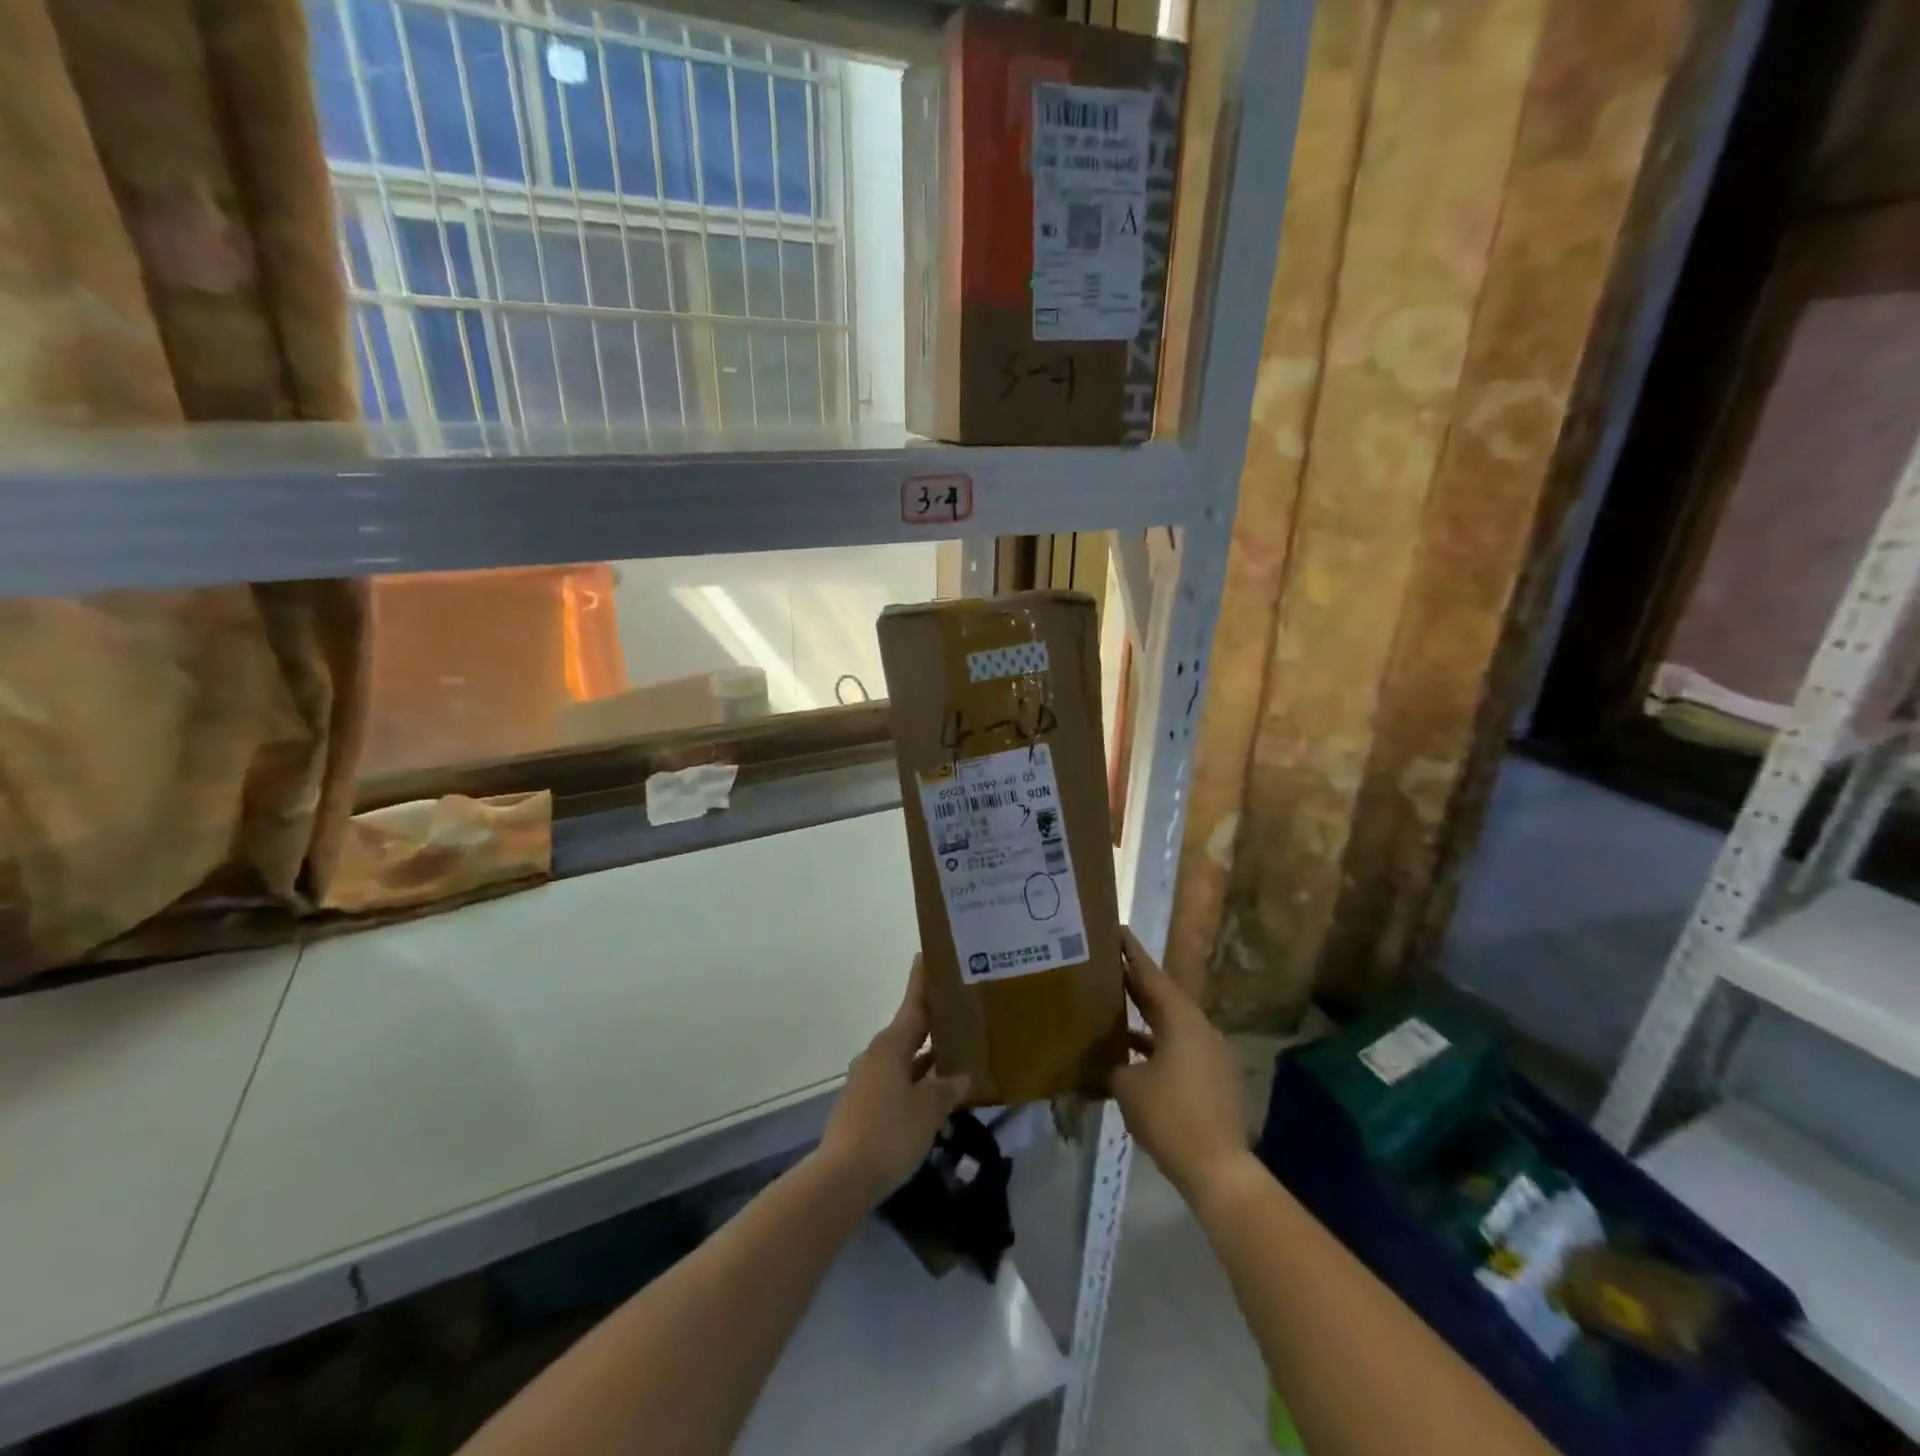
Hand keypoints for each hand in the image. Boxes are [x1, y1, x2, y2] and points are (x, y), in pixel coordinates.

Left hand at [818, 955, 970, 1205]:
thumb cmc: (889, 1132)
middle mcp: (877, 1056)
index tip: (928, 954)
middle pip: (910, 1032)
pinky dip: (917, 1084)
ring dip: (929, 1060)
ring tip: (959, 1057)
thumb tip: (960, 1076)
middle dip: (934, 1024)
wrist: (842, 1179)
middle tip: (963, 1012)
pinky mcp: (864, 1107)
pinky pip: (898, 1084)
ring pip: (906, 1061)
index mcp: (891, 1045)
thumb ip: (947, 1088)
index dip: (922, 980)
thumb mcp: (928, 1110)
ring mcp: (868, 1082)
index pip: (913, 1004)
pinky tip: (938, 1098)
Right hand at [1110, 926, 1252, 1202]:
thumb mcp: (1127, 1087)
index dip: (1130, 952)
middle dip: (1133, 983)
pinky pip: (1179, 1049)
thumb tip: (1100, 1061)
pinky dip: (1155, 1046)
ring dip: (1143, 1019)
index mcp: (1180, 1018)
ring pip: (1170, 1025)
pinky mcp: (1213, 1079)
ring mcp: (1210, 1054)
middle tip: (1105, 966)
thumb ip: (1110, 1065)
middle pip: (1162, 997)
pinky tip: (1131, 1058)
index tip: (1115, 930)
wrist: (1219, 1169)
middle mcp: (1199, 1028)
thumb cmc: (1170, 1116)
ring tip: (1112, 1010)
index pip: (1150, 974)